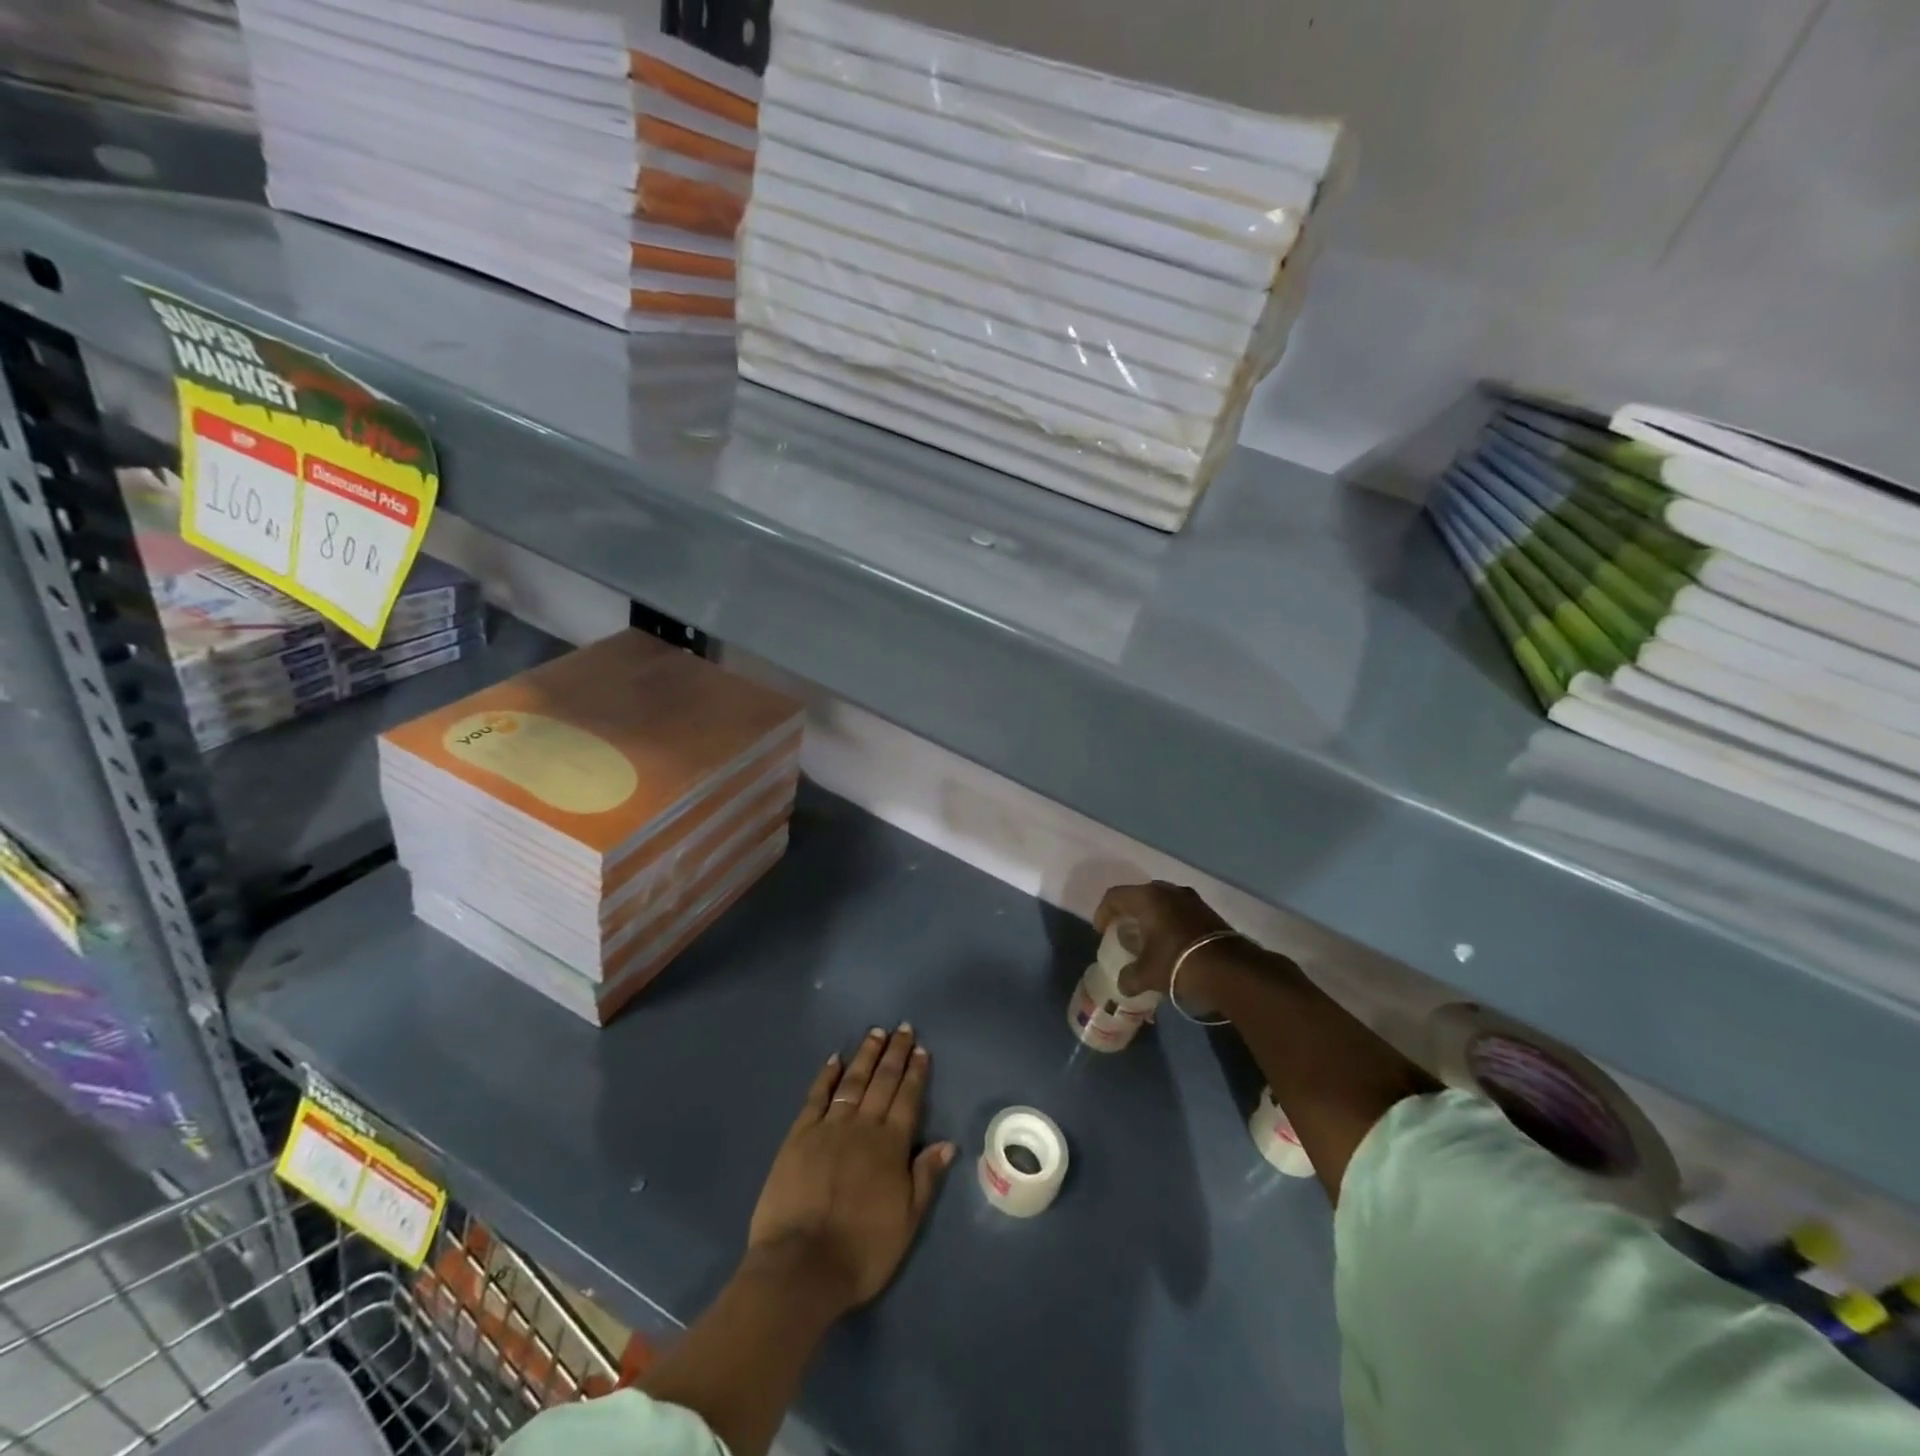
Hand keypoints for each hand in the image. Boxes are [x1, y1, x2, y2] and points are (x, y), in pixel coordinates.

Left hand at [746, 1025, 955, 1317]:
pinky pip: (816, 1097)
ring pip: (852, 1082)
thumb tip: (947, 1142)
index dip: (915, 1073)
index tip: (921, 1049)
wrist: (801, 1266)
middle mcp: (862, 1127)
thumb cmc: (861, 1251)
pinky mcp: (799, 1136)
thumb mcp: (907, 1222)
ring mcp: (828, 1128)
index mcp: (891, 1146)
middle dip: (894, 1053)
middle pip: (882, 1082)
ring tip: (875, 1033)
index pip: (907, 1098)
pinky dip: (826, 1076)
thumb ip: (925, 1178)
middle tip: (902, 1028)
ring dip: (865, 1056)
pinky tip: (834, 1060)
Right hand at [1094, 881, 1237, 1001]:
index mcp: (1147, 898)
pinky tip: (1171, 943)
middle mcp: (1168, 890)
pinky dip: (1169, 922)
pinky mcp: (1208, 911)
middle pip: (1139, 895)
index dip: (1103, 912)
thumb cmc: (1178, 962)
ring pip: (1162, 902)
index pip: (1114, 896)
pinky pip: (1179, 910)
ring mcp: (1191, 899)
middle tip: (1123, 931)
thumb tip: (1124, 983)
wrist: (1229, 969)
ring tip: (1148, 939)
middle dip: (1128, 912)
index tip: (1102, 932)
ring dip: (1151, 917)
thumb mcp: (1146, 974)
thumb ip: (1128, 977)